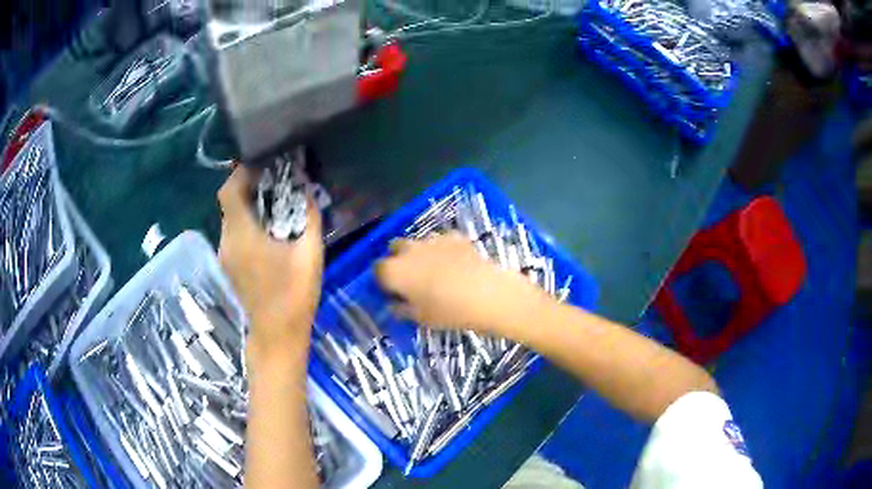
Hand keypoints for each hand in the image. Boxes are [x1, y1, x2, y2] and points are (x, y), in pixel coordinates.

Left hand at [217, 166, 323, 357]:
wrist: (277, 335)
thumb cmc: (295, 294)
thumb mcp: (310, 253)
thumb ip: (309, 217)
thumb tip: (308, 192)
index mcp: (242, 234)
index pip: (229, 190)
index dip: (241, 172)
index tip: (264, 164)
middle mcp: (227, 241)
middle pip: (229, 202)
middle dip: (248, 186)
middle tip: (276, 180)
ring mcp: (226, 255)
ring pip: (231, 218)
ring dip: (248, 205)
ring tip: (275, 203)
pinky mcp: (230, 266)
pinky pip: (234, 234)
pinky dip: (247, 223)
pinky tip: (269, 231)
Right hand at [375, 232, 546, 334]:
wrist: (487, 294)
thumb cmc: (449, 312)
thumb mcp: (421, 318)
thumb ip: (402, 309)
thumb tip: (395, 304)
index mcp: (394, 271)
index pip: (377, 269)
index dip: (383, 279)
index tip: (393, 290)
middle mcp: (408, 250)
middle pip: (394, 248)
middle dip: (398, 259)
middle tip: (411, 278)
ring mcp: (432, 239)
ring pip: (418, 243)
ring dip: (420, 253)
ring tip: (436, 271)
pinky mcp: (454, 236)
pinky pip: (441, 241)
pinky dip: (443, 250)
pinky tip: (455, 264)